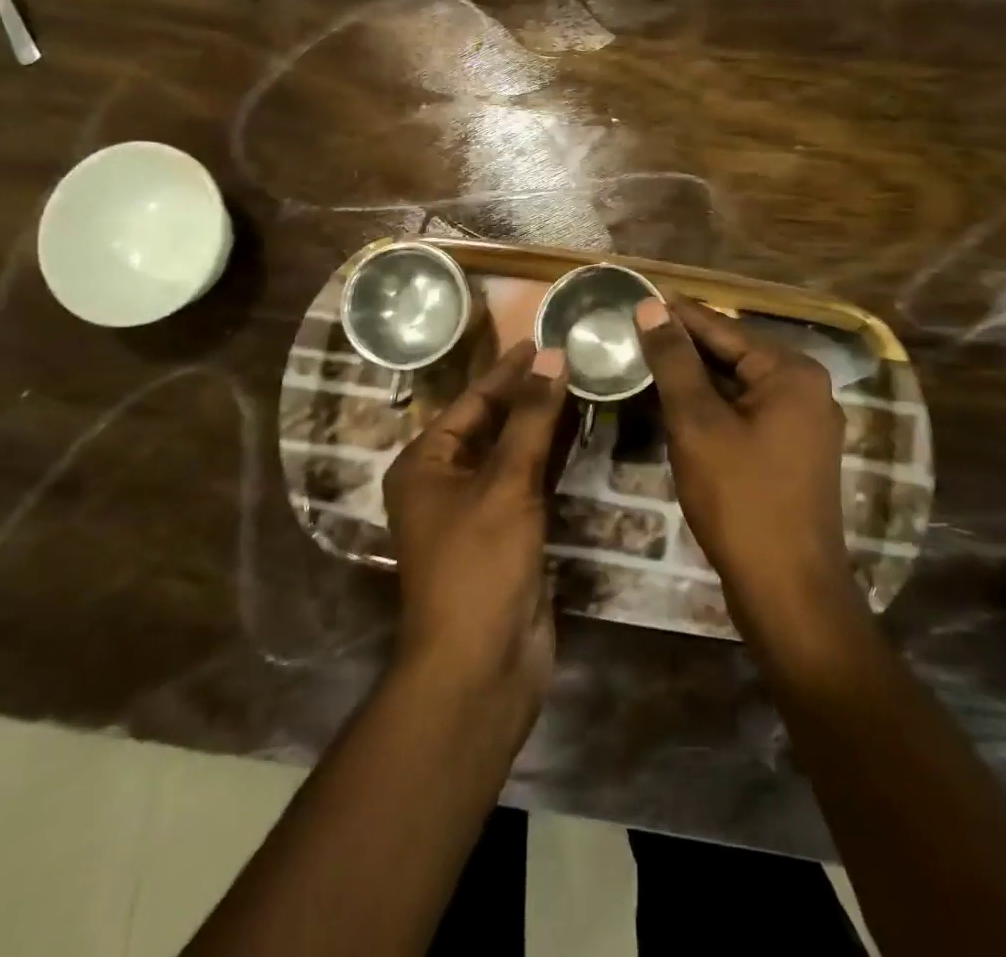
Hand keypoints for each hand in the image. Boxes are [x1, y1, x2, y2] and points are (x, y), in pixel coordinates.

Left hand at [382, 340, 567, 716]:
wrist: (481, 666)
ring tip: (581, 385)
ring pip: (513, 453)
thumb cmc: (479, 564)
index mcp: (425, 464)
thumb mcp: (505, 483)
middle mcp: (444, 482)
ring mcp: (476, 511)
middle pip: (490, 424)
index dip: (507, 370)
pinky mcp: (506, 534)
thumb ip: (530, 419)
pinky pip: (528, 482)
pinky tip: (581, 435)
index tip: (541, 339)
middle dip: (527, 395)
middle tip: (569, 358)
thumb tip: (552, 357)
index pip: (471, 401)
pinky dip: (551, 459)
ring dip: (544, 424)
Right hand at [635, 298, 851, 615]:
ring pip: (737, 386)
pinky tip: (675, 405)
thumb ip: (675, 362)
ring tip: (644, 361)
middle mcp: (806, 388)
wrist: (788, 591)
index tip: (636, 295)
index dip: (676, 313)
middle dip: (683, 346)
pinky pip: (745, 413)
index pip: (723, 328)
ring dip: (694, 378)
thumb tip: (652, 307)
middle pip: (733, 354)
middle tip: (631, 329)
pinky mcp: (792, 453)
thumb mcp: (698, 423)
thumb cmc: (741, 499)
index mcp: (791, 371)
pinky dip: (711, 407)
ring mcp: (803, 423)